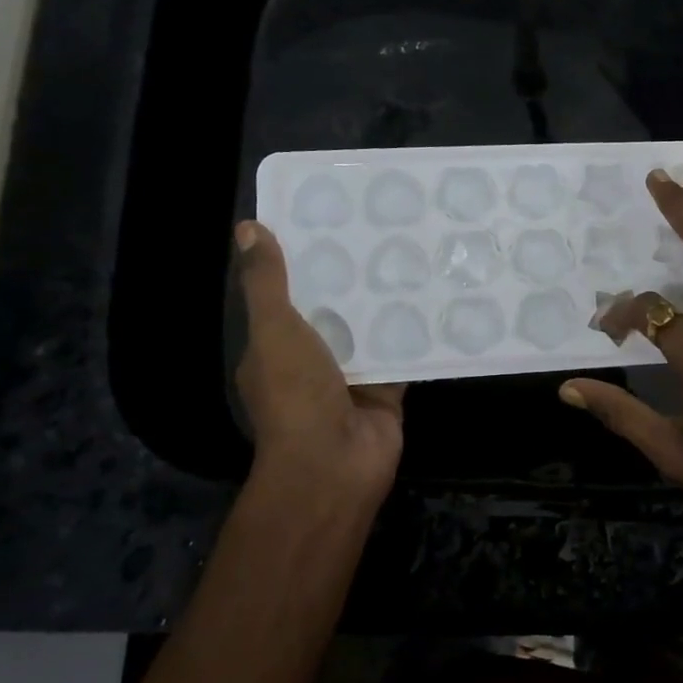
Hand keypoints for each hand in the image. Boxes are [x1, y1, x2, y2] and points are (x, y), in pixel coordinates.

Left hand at [233, 221, 404, 519]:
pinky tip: (434, 297)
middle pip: (333, 309)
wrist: (335, 462)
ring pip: (369, 329)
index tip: (329, 221)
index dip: (303, 260)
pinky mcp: (386, 388)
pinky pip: (401, 353)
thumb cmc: (295, 393)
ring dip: (385, 301)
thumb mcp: (274, 329)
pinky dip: (415, 332)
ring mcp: (350, 376)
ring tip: (411, 252)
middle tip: (381, 229)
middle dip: (352, 277)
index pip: (287, 294)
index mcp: (275, 346)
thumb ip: (267, 283)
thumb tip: (248, 228)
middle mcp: (311, 360)